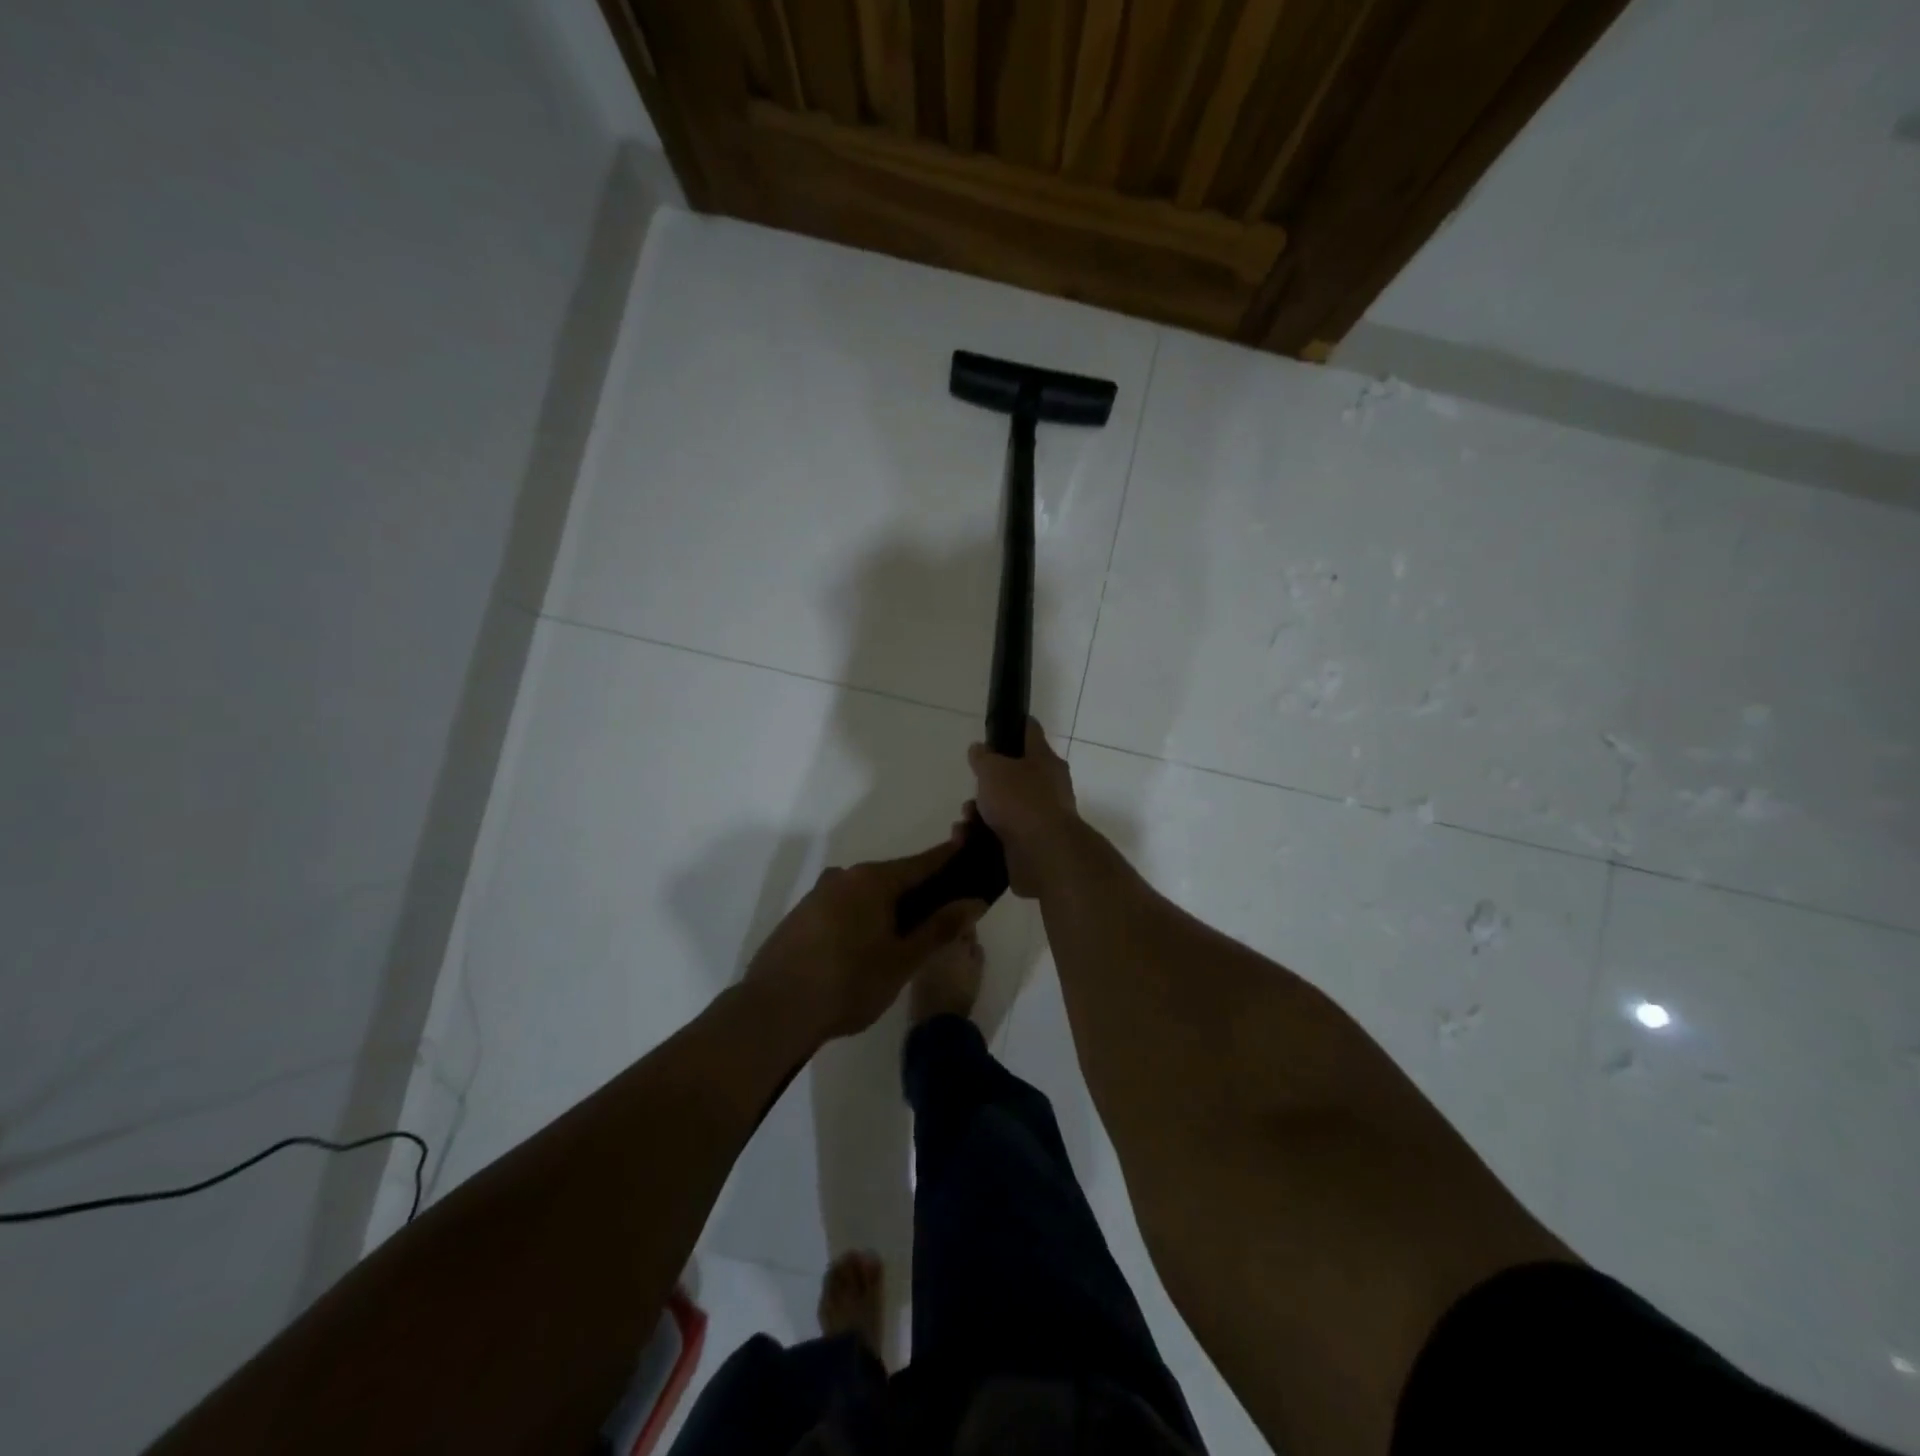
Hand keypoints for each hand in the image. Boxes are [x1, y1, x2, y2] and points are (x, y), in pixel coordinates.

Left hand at [746, 837, 985, 1042]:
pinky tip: (869, 945)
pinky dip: (865, 917)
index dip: (950, 859)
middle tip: (947, 912)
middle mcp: (845, 876)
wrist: (773, 1012)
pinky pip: (845, 907)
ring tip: (910, 935)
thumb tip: (974, 901)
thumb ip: (940, 928)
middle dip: (922, 890)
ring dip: (891, 907)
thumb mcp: (902, 960)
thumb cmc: (848, 984)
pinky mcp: (802, 916)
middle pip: (894, 877)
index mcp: (873, 880)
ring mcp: (819, 894)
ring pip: (868, 893)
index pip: (923, 862)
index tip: (972, 855)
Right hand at [966, 718, 1081, 897]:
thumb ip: (983, 757)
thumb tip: (980, 749)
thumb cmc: (1020, 801)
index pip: (1030, 732)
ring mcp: (1041, 817)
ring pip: (1003, 808)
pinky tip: (965, 840)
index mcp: (1045, 760)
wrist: (1044, 854)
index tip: (997, 727)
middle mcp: (1048, 787)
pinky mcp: (1031, 845)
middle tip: (972, 790)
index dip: (1013, 726)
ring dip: (979, 814)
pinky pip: (1001, 835)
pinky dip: (982, 836)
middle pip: (1012, 776)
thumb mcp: (993, 770)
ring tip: (964, 822)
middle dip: (986, 784)